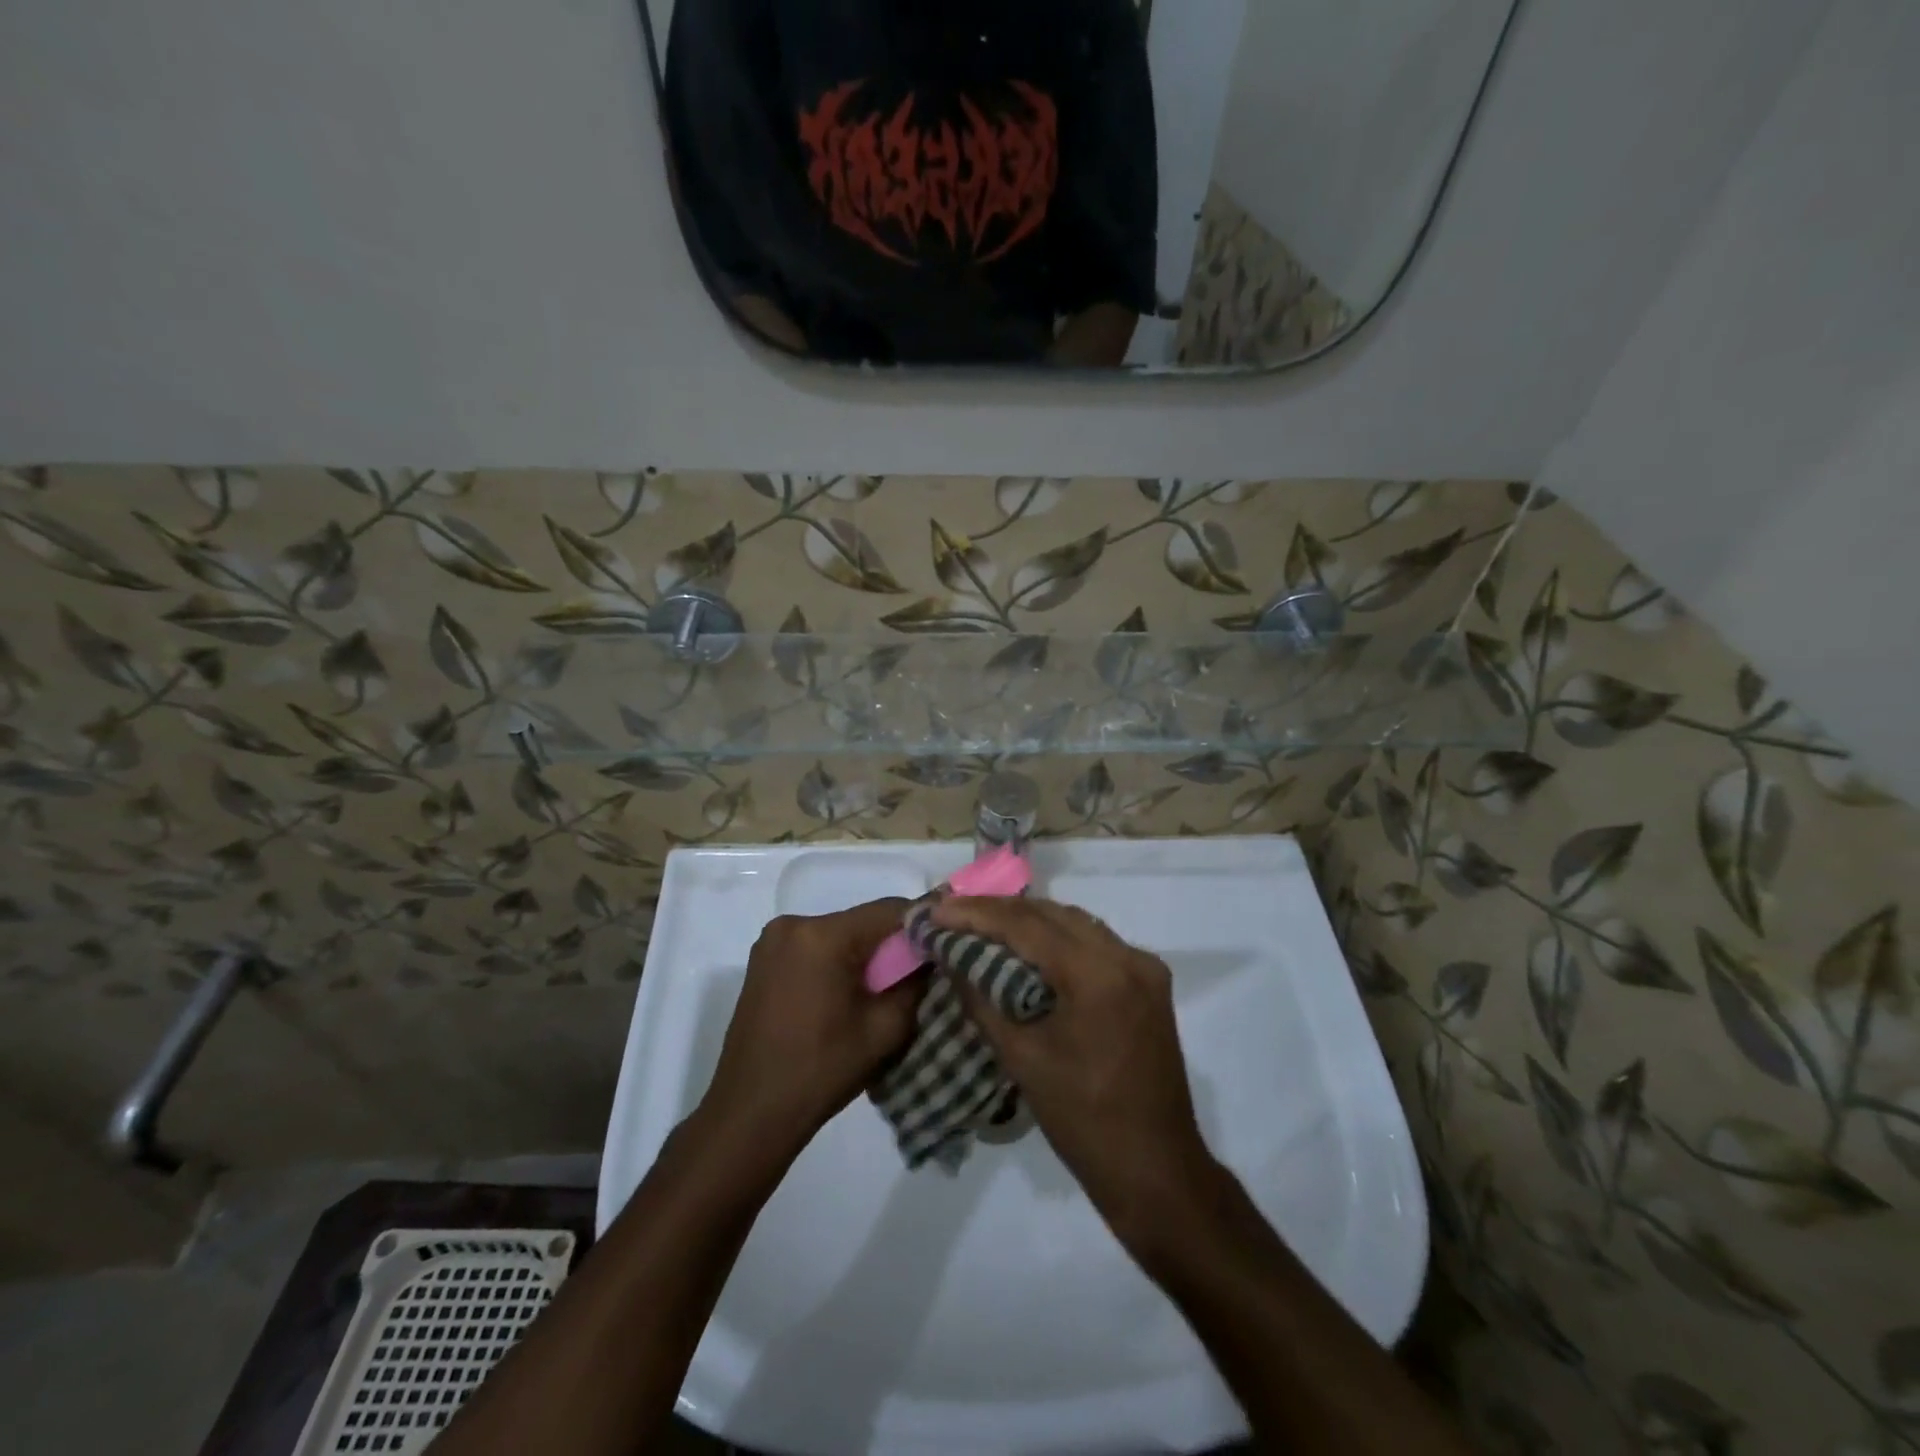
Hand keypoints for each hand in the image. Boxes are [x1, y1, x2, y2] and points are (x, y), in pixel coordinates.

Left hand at [700, 900, 917, 1160]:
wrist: (750, 1113)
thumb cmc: (821, 1071)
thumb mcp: (885, 1029)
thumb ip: (914, 983)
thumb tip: (930, 957)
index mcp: (823, 936)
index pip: (889, 910)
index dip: (921, 925)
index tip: (942, 946)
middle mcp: (794, 924)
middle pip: (862, 921)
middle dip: (890, 944)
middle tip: (914, 976)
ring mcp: (772, 941)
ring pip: (839, 933)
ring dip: (863, 954)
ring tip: (880, 990)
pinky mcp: (763, 960)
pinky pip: (815, 947)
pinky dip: (836, 961)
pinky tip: (845, 995)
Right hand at [930, 897, 1215, 1239]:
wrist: (1156, 1172)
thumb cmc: (1083, 1121)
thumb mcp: (1022, 1059)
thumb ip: (981, 1000)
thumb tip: (951, 958)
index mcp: (1098, 975)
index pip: (1027, 925)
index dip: (977, 913)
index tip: (935, 909)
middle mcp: (1127, 957)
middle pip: (1053, 914)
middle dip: (999, 911)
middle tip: (953, 912)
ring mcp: (1144, 968)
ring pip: (1075, 923)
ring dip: (1028, 921)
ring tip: (980, 923)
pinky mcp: (1149, 983)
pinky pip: (1094, 944)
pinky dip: (1057, 939)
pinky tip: (1026, 947)